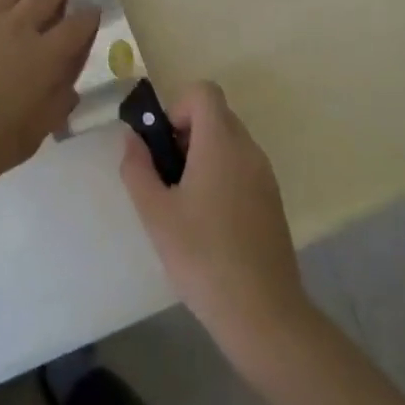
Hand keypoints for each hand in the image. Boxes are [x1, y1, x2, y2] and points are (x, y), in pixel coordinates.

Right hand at [120, 81, 309, 351]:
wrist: (262, 312)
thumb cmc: (202, 257)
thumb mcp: (155, 213)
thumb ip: (137, 168)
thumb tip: (132, 138)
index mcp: (221, 143)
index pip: (204, 91)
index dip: (177, 107)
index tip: (163, 145)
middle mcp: (248, 149)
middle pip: (215, 115)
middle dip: (185, 134)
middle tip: (166, 176)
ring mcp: (265, 175)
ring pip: (229, 142)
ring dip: (202, 156)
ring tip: (183, 203)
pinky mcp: (272, 200)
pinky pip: (242, 167)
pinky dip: (221, 176)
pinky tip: (208, 222)